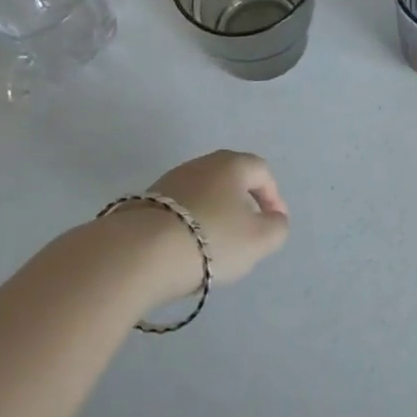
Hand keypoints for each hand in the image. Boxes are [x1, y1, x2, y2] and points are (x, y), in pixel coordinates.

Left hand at [106, 151, 290, 306]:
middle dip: (243, 203)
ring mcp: (171, 180)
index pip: (261, 171)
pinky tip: (187, 248)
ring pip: (204, 193)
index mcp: (232, 164)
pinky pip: (180, 209)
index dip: (273, 196)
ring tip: (216, 245)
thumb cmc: (211, 239)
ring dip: (215, 213)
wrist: (140, 252)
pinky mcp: (146, 201)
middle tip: (248, 232)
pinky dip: (190, 223)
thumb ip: (276, 228)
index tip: (274, 223)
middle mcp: (202, 163)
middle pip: (231, 178)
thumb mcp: (258, 240)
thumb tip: (274, 219)